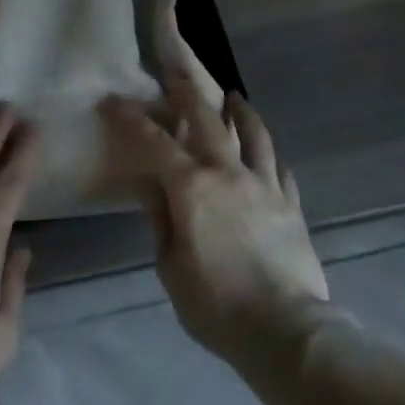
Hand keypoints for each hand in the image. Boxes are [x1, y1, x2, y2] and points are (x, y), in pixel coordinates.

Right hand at [100, 80, 328, 369]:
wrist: (285, 329)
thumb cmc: (215, 304)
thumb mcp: (170, 266)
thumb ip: (160, 218)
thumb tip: (148, 182)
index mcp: (192, 187)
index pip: (156, 141)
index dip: (131, 118)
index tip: (113, 100)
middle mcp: (229, 173)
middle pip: (209, 120)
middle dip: (188, 93)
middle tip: (177, 75)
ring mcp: (265, 185)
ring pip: (254, 134)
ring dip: (241, 112)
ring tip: (235, 97)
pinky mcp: (291, 204)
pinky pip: (279, 168)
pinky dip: (269, 153)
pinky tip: (267, 153)